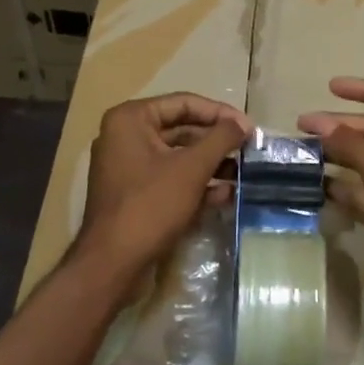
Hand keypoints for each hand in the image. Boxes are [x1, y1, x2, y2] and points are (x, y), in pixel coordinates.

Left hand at [78, 93, 249, 281]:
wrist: (114, 262)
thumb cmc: (151, 204)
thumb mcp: (192, 168)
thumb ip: (221, 139)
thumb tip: (244, 123)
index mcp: (131, 119)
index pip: (184, 103)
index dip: (220, 113)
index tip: (249, 127)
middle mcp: (125, 136)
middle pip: (182, 129)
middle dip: (217, 142)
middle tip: (249, 150)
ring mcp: (128, 167)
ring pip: (178, 156)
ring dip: (211, 164)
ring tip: (243, 173)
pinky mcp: (135, 193)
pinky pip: (170, 178)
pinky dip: (196, 184)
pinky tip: (225, 194)